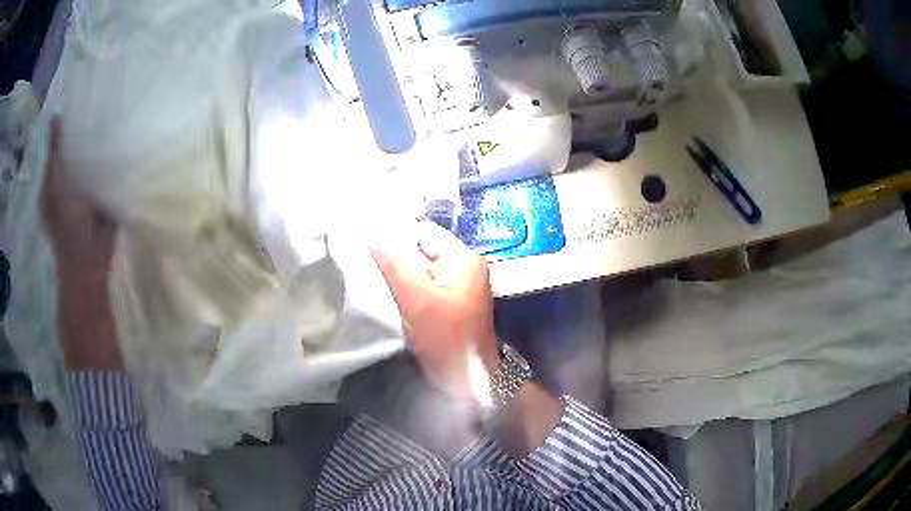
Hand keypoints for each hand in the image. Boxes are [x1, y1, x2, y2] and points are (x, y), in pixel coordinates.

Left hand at [41, 117, 115, 281]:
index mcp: (56, 177)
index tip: (85, 101)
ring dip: (102, 142)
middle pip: (79, 147)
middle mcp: (71, 178)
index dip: (72, 123)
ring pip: (94, 157)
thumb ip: (54, 153)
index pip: (63, 143)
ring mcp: (88, 187)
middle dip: (89, 129)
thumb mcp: (54, 185)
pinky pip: (108, 169)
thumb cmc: (66, 224)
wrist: (89, 259)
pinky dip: (112, 157)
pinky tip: (122, 140)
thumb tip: (54, 116)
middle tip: (104, 105)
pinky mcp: (105, 193)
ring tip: (116, 116)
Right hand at [372, 222, 498, 403]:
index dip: (395, 238)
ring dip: (399, 279)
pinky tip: (391, 299)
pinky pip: (422, 289)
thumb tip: (373, 234)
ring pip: (418, 272)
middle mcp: (464, 268)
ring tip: (376, 283)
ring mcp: (457, 287)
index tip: (366, 246)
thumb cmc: (446, 338)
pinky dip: (406, 293)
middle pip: (420, 253)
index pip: (423, 234)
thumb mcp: (417, 298)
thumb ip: (394, 264)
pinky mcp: (448, 304)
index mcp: (464, 260)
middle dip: (396, 262)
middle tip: (368, 268)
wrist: (466, 380)